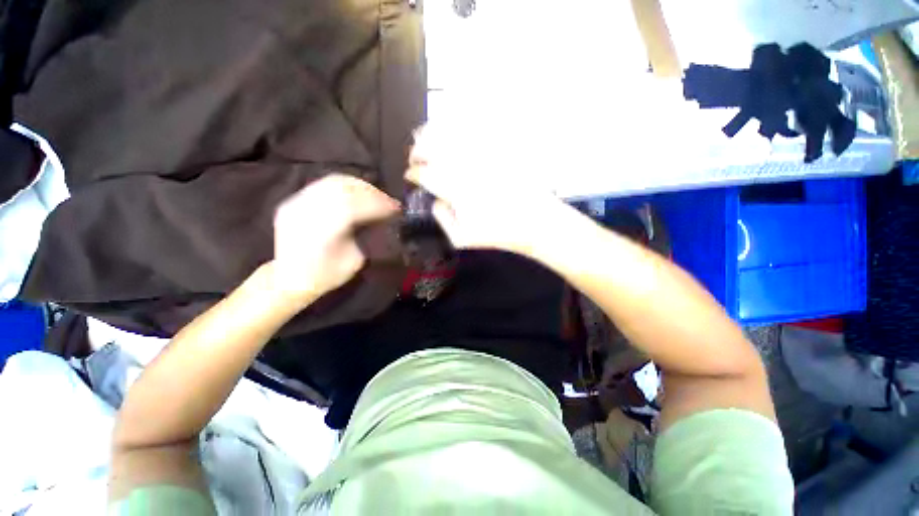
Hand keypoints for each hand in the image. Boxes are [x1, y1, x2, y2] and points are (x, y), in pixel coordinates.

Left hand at [272, 174, 399, 306]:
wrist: (289, 278)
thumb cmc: (326, 276)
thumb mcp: (354, 261)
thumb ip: (365, 236)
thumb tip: (381, 219)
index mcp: (319, 233)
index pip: (351, 207)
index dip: (376, 204)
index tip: (396, 208)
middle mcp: (303, 213)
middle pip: (342, 188)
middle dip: (371, 192)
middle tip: (389, 201)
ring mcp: (295, 203)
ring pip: (333, 182)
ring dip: (360, 186)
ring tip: (377, 196)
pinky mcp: (294, 200)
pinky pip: (324, 185)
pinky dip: (346, 186)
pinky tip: (359, 194)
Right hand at [405, 123, 562, 255]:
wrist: (536, 220)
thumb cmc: (499, 234)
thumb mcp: (461, 238)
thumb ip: (441, 218)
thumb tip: (435, 200)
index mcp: (453, 188)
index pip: (423, 173)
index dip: (413, 173)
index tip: (412, 176)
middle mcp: (464, 163)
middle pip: (429, 144)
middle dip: (416, 150)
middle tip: (416, 158)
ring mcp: (482, 152)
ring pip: (448, 130)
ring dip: (432, 134)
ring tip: (427, 140)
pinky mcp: (498, 146)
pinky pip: (473, 127)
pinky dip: (456, 126)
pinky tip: (453, 132)